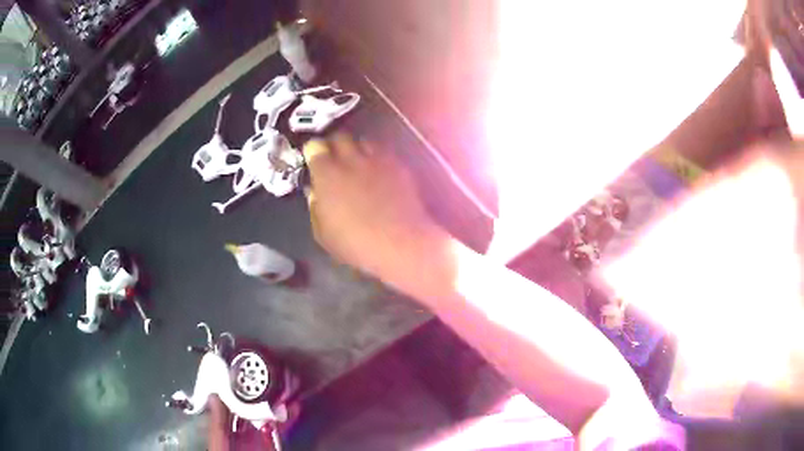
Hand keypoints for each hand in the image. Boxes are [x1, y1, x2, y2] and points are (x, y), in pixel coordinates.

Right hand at [303, 135, 454, 300]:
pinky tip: (378, 171)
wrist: (401, 243)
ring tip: (357, 162)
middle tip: (334, 158)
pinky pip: (383, 152)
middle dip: (334, 144)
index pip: (315, 147)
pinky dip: (377, 157)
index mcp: (327, 174)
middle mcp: (351, 160)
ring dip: (356, 149)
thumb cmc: (356, 244)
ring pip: (363, 141)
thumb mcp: (323, 233)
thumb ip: (315, 207)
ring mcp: (377, 160)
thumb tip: (314, 192)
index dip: (313, 151)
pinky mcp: (398, 165)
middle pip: (340, 137)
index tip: (314, 158)